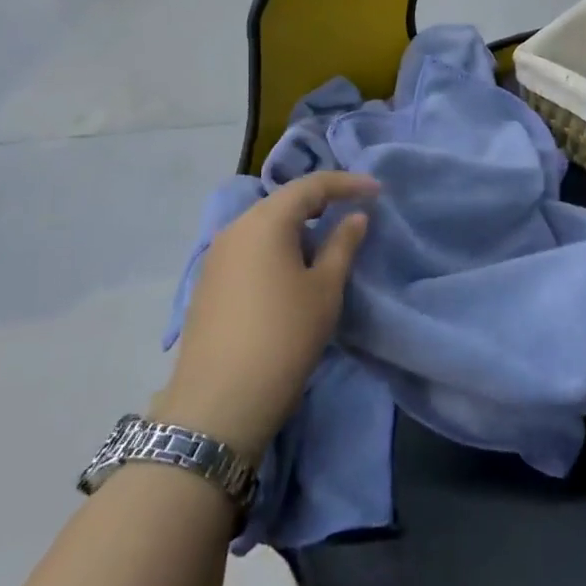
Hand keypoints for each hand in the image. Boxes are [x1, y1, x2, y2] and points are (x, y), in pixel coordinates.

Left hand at [160, 172, 378, 458]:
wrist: (219, 402)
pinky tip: (293, 267)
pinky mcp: (209, 282)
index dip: (346, 183)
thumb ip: (342, 245)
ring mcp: (216, 256)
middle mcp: (235, 228)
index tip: (377, 190)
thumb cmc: (284, 336)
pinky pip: (250, 247)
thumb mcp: (325, 288)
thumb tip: (354, 217)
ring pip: (264, 224)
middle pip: (283, 201)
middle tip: (354, 209)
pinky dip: (277, 245)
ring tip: (327, 239)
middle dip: (321, 201)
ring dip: (298, 225)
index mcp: (265, 221)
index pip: (311, 186)